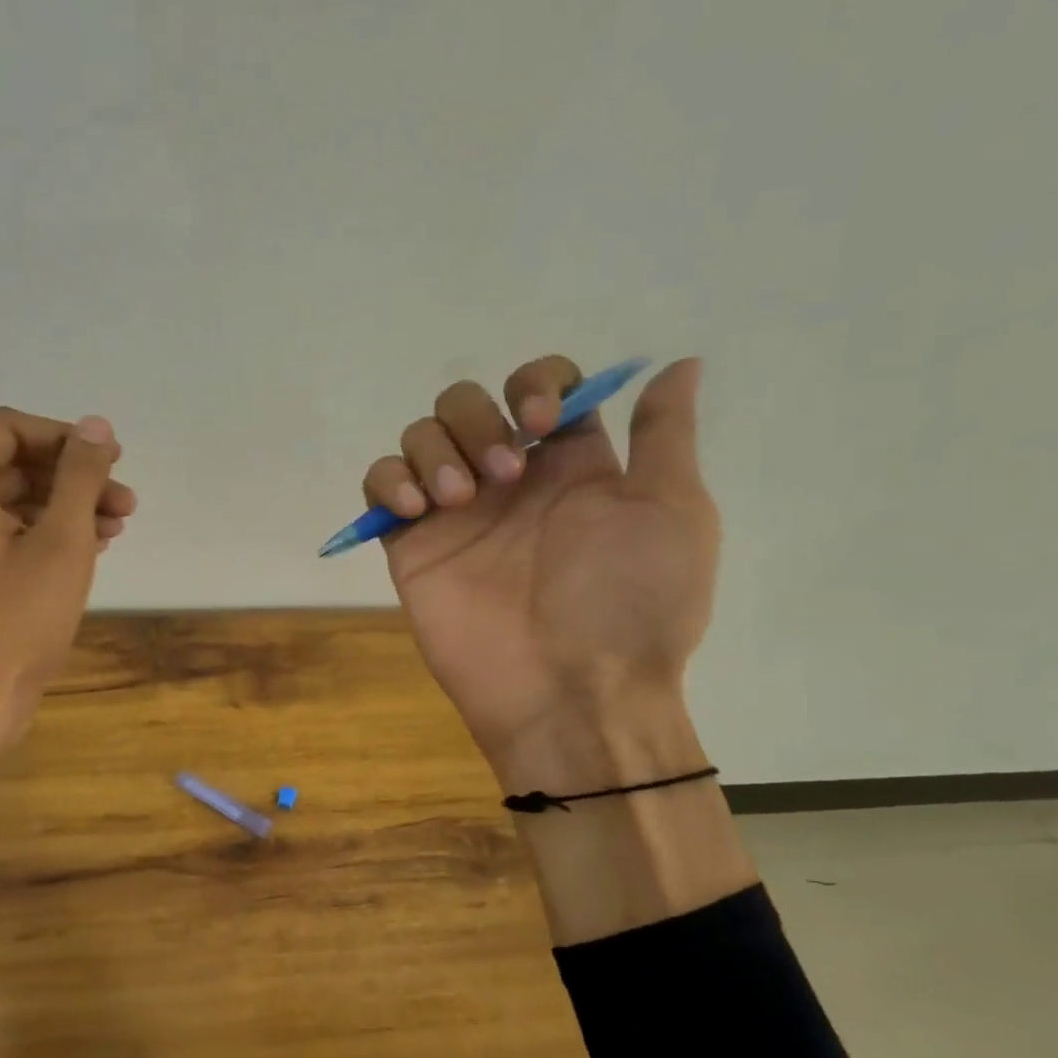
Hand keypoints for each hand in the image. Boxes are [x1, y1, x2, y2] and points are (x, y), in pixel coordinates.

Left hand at [0, 407, 135, 734]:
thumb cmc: (19, 618)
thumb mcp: (62, 540)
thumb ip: (81, 476)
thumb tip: (98, 425)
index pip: (8, 429)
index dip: (64, 437)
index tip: (111, 460)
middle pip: (14, 465)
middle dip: (74, 478)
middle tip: (125, 501)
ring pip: (15, 501)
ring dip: (68, 507)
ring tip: (117, 526)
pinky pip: (7, 533)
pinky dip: (48, 533)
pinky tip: (91, 547)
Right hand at [362, 357, 716, 787]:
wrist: (572, 693)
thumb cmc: (630, 605)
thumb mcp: (671, 512)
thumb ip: (662, 435)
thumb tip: (679, 364)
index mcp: (569, 465)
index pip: (538, 387)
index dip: (534, 384)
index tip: (542, 424)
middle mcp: (508, 480)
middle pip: (467, 402)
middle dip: (477, 420)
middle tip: (502, 477)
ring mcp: (455, 513)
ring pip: (421, 435)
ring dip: (436, 449)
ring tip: (458, 500)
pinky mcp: (412, 545)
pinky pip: (378, 485)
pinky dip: (388, 481)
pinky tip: (414, 511)